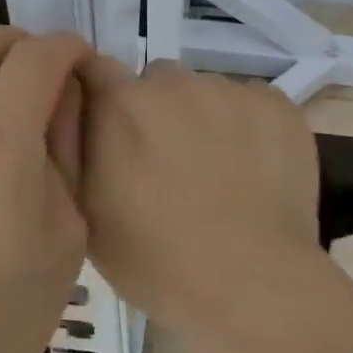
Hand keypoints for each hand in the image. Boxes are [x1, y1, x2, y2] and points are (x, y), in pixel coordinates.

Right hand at [78, 58, 324, 332]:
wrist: (252, 282)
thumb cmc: (158, 261)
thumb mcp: (87, 214)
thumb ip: (73, 150)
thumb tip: (75, 111)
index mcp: (122, 104)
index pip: (96, 69)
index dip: (102, 98)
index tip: (112, 130)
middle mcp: (177, 82)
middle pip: (158, 83)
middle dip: (157, 113)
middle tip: (169, 165)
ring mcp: (233, 90)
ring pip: (208, 94)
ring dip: (206, 120)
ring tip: (221, 173)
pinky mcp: (279, 105)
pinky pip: (252, 105)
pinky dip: (249, 128)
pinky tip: (257, 171)